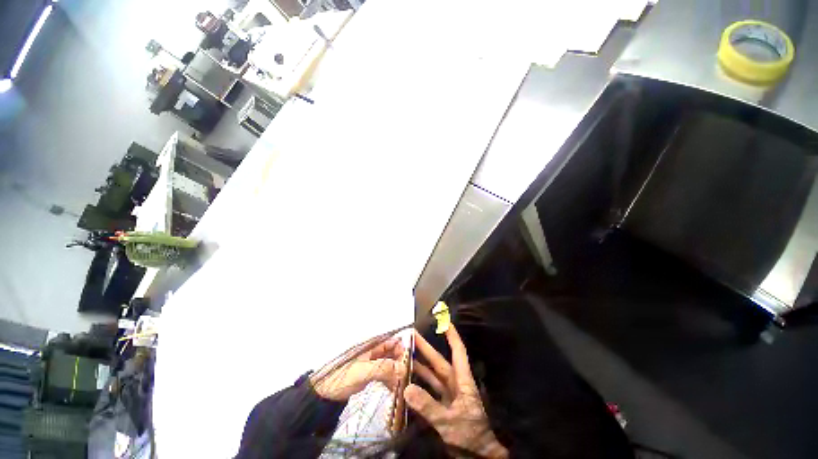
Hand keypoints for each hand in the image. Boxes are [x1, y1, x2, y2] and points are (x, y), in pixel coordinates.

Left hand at [311, 336, 405, 400]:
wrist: (324, 395)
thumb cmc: (342, 378)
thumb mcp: (363, 372)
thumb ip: (383, 368)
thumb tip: (403, 367)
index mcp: (370, 344)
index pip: (389, 339)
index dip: (401, 345)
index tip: (410, 357)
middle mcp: (372, 350)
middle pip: (391, 350)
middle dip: (400, 359)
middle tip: (409, 372)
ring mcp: (371, 362)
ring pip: (388, 362)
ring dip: (396, 371)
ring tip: (403, 382)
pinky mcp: (369, 373)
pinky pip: (383, 373)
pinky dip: (389, 379)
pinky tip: (394, 389)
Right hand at [405, 326, 508, 458]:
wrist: (479, 458)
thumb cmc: (470, 436)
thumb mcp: (449, 422)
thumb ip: (428, 406)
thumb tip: (407, 388)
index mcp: (462, 381)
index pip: (458, 352)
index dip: (452, 335)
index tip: (444, 321)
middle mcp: (454, 384)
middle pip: (439, 361)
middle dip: (425, 348)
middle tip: (411, 335)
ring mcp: (448, 396)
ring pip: (431, 376)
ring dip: (419, 365)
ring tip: (404, 355)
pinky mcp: (442, 407)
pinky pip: (428, 391)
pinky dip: (418, 385)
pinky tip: (406, 382)